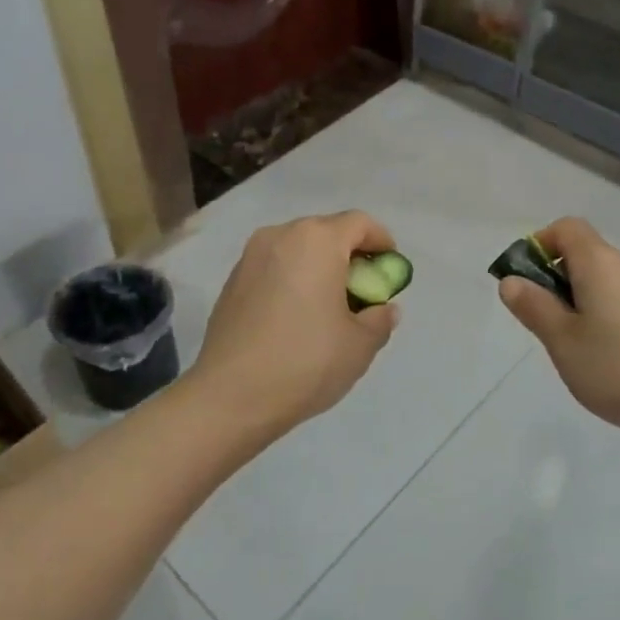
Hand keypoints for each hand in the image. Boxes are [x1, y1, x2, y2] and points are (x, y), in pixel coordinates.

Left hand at [191, 211, 401, 437]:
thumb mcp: (359, 345)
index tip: (389, 269)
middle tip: (362, 291)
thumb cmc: (305, 361)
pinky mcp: (232, 280)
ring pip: (297, 249)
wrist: (230, 396)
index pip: (360, 223)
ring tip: (328, 306)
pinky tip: (296, 317)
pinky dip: (292, 279)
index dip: (382, 241)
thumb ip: (380, 319)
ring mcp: (251, 256)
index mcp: (317, 240)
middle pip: (326, 232)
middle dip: (349, 255)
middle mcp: (281, 235)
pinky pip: (274, 267)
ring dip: (319, 267)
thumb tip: (382, 309)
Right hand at [497, 217, 619, 450]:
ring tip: (568, 345)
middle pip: (583, 253)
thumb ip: (533, 306)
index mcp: (600, 262)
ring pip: (601, 281)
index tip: (523, 280)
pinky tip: (600, 357)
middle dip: (553, 278)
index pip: (566, 228)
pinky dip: (599, 315)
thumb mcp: (562, 340)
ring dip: (575, 301)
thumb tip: (511, 280)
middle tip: (541, 321)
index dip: (538, 244)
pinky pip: (619, 301)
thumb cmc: (619, 368)